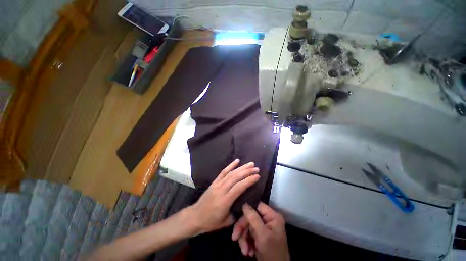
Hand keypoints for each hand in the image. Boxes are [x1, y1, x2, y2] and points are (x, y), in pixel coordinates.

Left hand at [187, 159, 259, 233]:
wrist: (195, 217)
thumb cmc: (211, 222)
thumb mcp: (226, 222)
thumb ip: (237, 212)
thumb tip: (246, 203)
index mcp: (225, 201)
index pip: (239, 188)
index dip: (249, 181)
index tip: (257, 176)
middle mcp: (221, 190)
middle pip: (235, 178)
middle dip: (247, 172)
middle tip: (256, 168)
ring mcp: (217, 184)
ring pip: (231, 173)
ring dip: (241, 167)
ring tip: (250, 164)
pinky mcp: (214, 182)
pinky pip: (223, 172)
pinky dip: (230, 165)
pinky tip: (237, 160)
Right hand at [232, 202, 288, 260]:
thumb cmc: (272, 252)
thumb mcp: (262, 235)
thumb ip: (253, 218)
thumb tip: (244, 203)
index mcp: (272, 216)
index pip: (257, 206)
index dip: (247, 210)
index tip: (238, 218)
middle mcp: (268, 219)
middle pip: (250, 217)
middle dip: (243, 229)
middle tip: (235, 238)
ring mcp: (263, 228)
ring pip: (248, 226)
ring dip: (244, 238)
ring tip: (245, 251)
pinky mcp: (259, 236)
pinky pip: (249, 234)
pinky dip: (246, 243)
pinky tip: (248, 252)